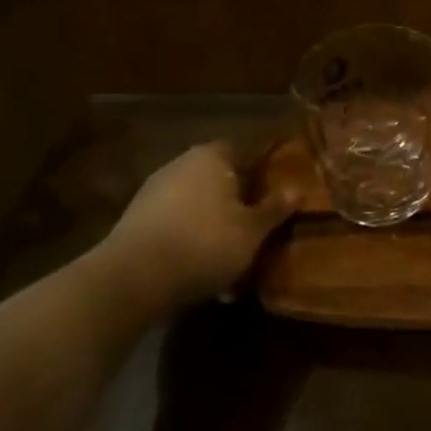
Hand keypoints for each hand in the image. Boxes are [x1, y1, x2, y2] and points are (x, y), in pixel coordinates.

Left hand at [93, 142, 297, 308]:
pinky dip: (190, 246)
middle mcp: (181, 165)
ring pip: (197, 209)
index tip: (274, 199)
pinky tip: (201, 277)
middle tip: (255, 235)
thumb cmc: (205, 242)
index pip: (243, 152)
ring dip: (214, 231)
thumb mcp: (252, 230)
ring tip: (231, 267)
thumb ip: (275, 208)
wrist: (133, 278)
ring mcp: (153, 193)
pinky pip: (175, 229)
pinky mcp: (135, 222)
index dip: (261, 174)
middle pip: (219, 182)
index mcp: (212, 156)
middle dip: (237, 207)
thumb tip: (297, 189)